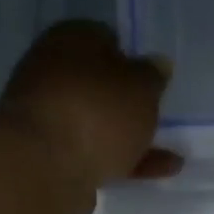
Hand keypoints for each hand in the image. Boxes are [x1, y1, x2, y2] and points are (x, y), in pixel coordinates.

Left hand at [0, 21, 181, 192]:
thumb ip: (153, 77)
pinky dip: (121, 163)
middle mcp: (52, 73)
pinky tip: (154, 175)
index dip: (131, 60)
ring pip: (97, 124)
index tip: (150, 83)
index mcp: (71, 39)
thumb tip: (157, 64)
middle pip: (98, 85)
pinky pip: (93, 154)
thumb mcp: (141, 88)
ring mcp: (47, 118)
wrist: (43, 168)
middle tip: (156, 118)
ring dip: (130, 139)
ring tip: (170, 159)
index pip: (104, 39)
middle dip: (127, 104)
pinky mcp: (48, 158)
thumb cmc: (97, 112)